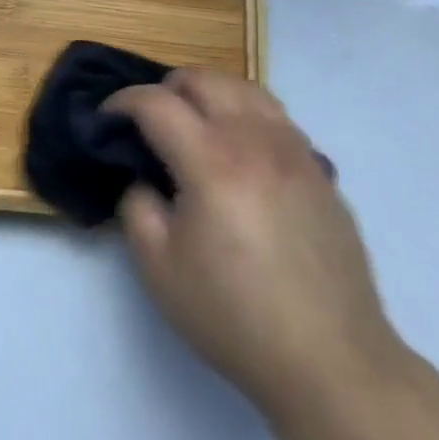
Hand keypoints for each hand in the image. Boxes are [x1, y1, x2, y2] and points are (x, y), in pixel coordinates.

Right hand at [109, 70, 401, 419]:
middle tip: (150, 121)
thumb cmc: (235, 316)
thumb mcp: (160, 269)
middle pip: (203, 79)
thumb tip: (145, 179)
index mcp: (210, 160)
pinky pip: (275, 116)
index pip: (156, 103)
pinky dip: (245, 113)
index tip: (107, 119)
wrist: (331, 360)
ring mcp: (294, 150)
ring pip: (245, 88)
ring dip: (210, 93)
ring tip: (195, 124)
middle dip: (166, 88)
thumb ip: (138, 207)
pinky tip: (239, 151)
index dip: (123, 102)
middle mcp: (254, 139)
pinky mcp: (319, 170)